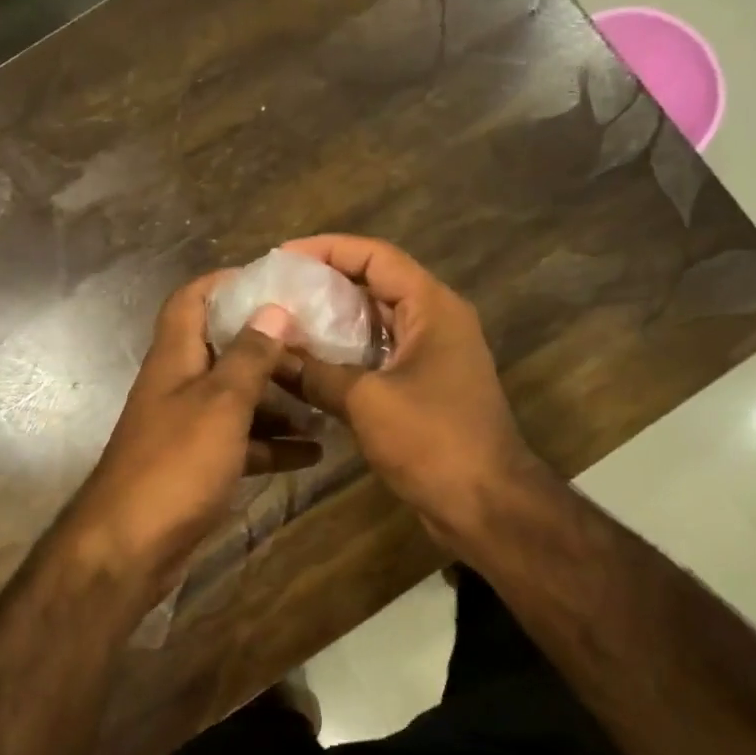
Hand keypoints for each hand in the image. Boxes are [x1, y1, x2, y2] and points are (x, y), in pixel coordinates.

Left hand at [63, 275, 320, 597]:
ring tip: (324, 397)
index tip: (272, 281)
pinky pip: (241, 444)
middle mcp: (179, 386)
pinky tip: (314, 452)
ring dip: (277, 398)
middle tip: (316, 341)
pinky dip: (273, 445)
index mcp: (175, 358)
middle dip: (266, 344)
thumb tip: (273, 308)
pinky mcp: (199, 466)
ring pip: (237, 399)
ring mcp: (188, 428)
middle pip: (223, 349)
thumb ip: (249, 357)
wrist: (129, 549)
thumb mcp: (220, 404)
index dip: (225, 283)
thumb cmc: (175, 464)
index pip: (191, 300)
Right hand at [280, 235, 546, 550]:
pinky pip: (378, 355)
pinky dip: (344, 354)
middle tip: (275, 290)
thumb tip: (269, 355)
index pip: (375, 256)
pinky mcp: (423, 387)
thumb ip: (315, 373)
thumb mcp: (367, 401)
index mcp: (432, 307)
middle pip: (374, 284)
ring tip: (283, 321)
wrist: (486, 504)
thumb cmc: (433, 441)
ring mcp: (432, 355)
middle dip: (324, 284)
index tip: (282, 258)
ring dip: (332, 320)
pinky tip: (306, 364)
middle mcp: (435, 321)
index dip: (327, 249)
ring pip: (374, 322)